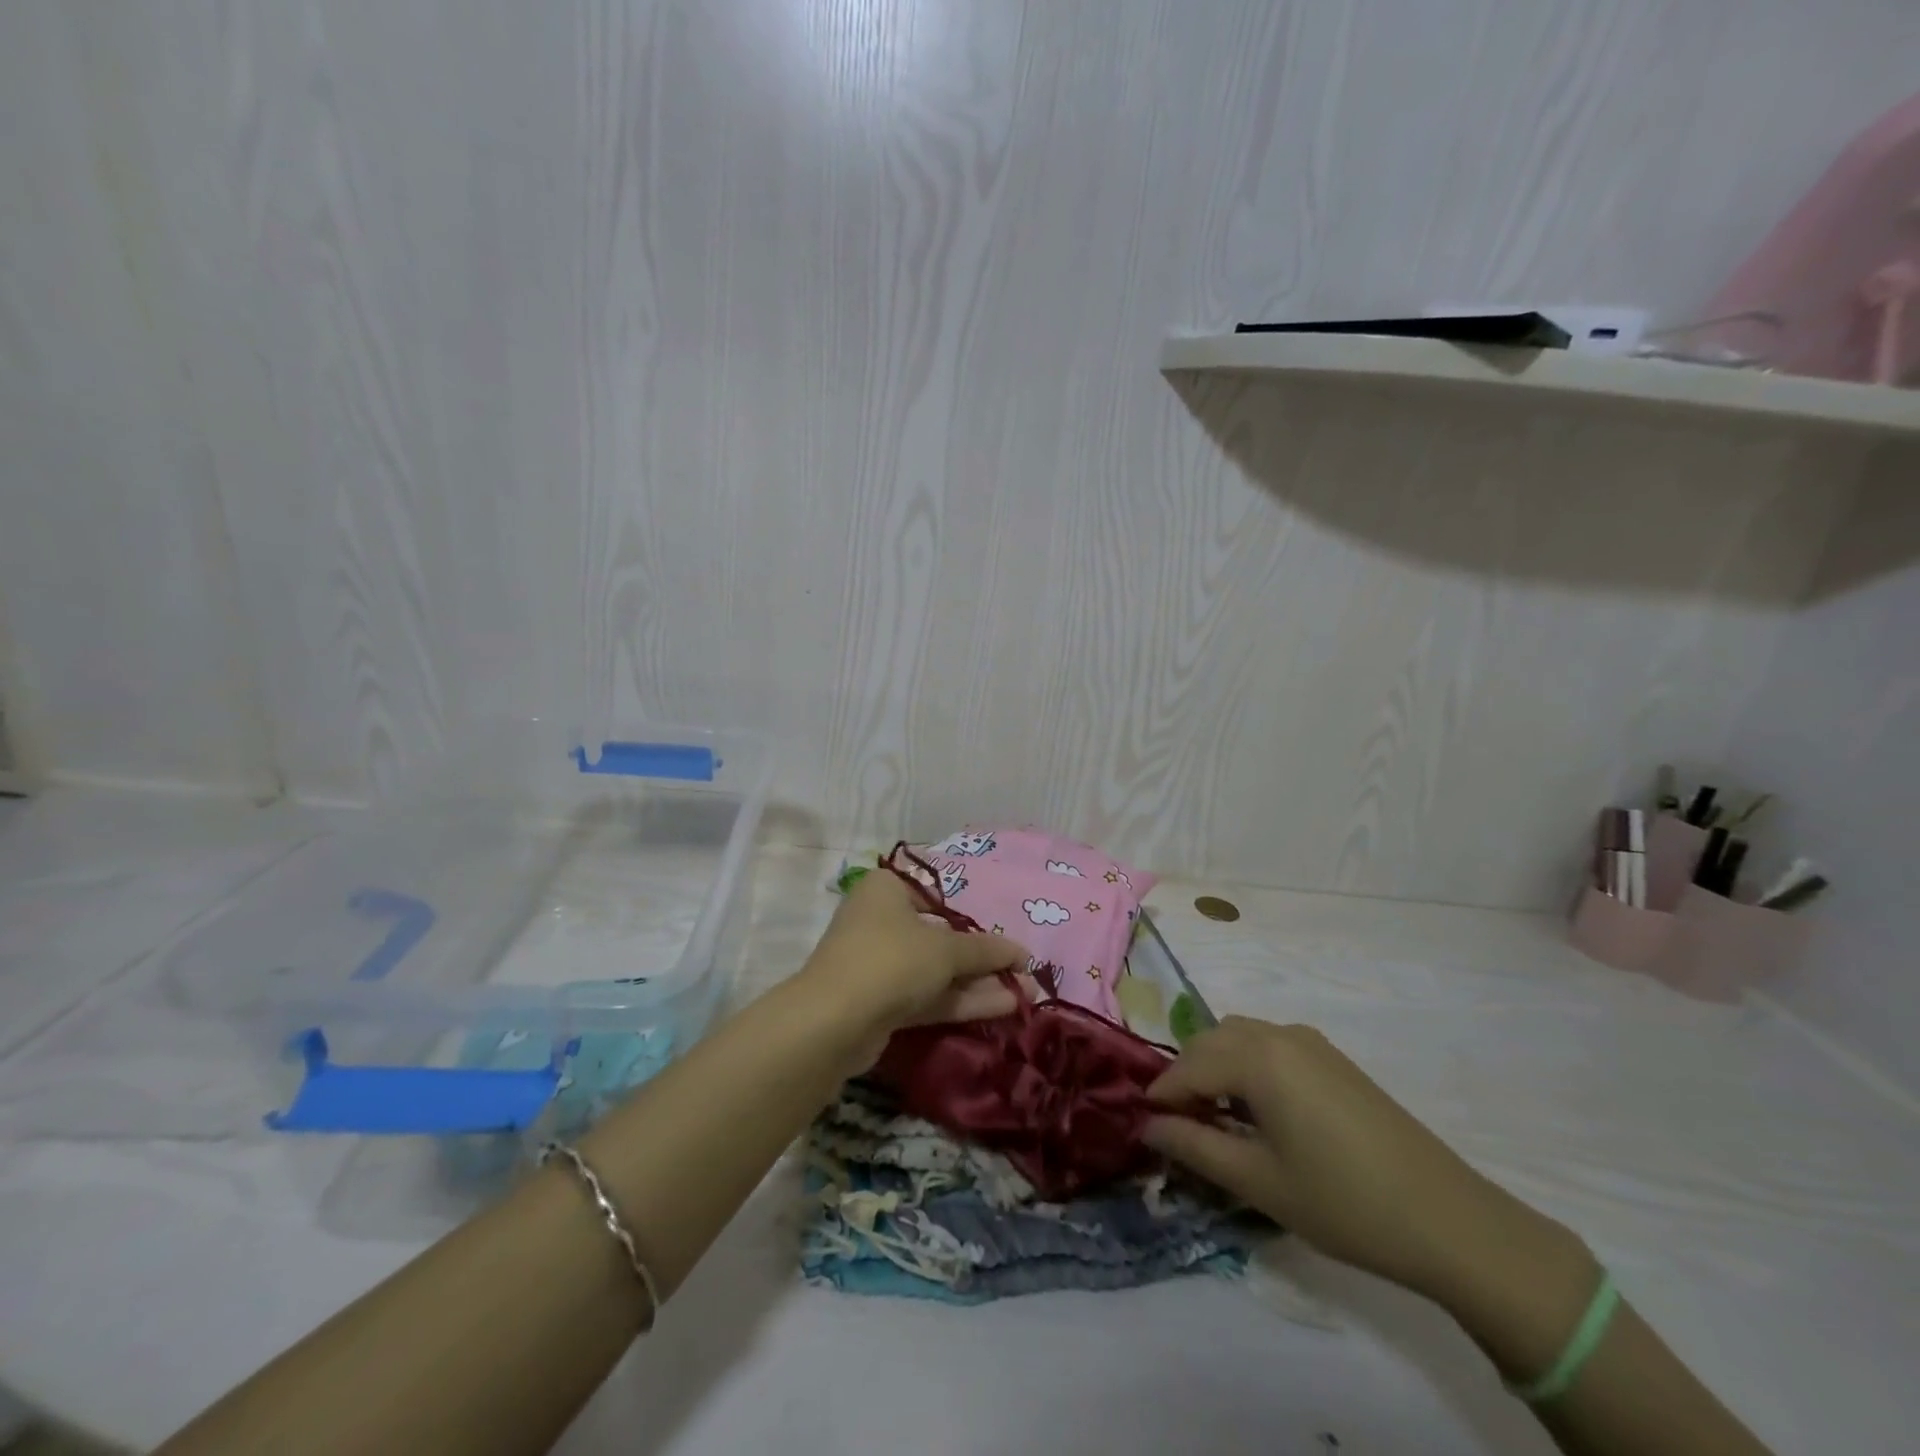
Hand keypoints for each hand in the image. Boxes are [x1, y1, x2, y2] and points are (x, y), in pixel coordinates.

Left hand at [798, 869, 1029, 1047]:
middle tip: (1023, 969)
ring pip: (937, 969)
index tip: (1004, 932)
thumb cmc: (891, 960)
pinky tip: (1004, 1007)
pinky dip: (961, 1000)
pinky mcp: (882, 1002)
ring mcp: (879, 963)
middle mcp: (880, 920)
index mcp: (887, 890)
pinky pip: (928, 995)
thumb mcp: (946, 949)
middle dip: (984, 956)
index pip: (937, 894)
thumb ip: (986, 950)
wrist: (833, 1022)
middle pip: (941, 935)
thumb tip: (1023, 954)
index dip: (974, 914)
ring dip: (979, 981)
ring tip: (1027, 992)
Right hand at [1143, 1016, 1588, 1309]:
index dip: (1161, 1095)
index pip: (1187, 1066)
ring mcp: (1310, 1042)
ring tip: (1214, 1116)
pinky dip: (1246, 1064)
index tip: (1142, 1124)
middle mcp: (1279, 1034)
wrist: (1450, 1221)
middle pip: (1210, 1041)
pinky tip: (1256, 1109)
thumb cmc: (1343, 1202)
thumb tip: (1147, 1125)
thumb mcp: (1258, 1181)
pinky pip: (1269, 1045)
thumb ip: (1194, 1146)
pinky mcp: (1333, 1058)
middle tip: (1177, 1124)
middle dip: (1185, 1075)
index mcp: (1258, 1057)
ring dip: (1215, 1066)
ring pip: (1239, 1037)